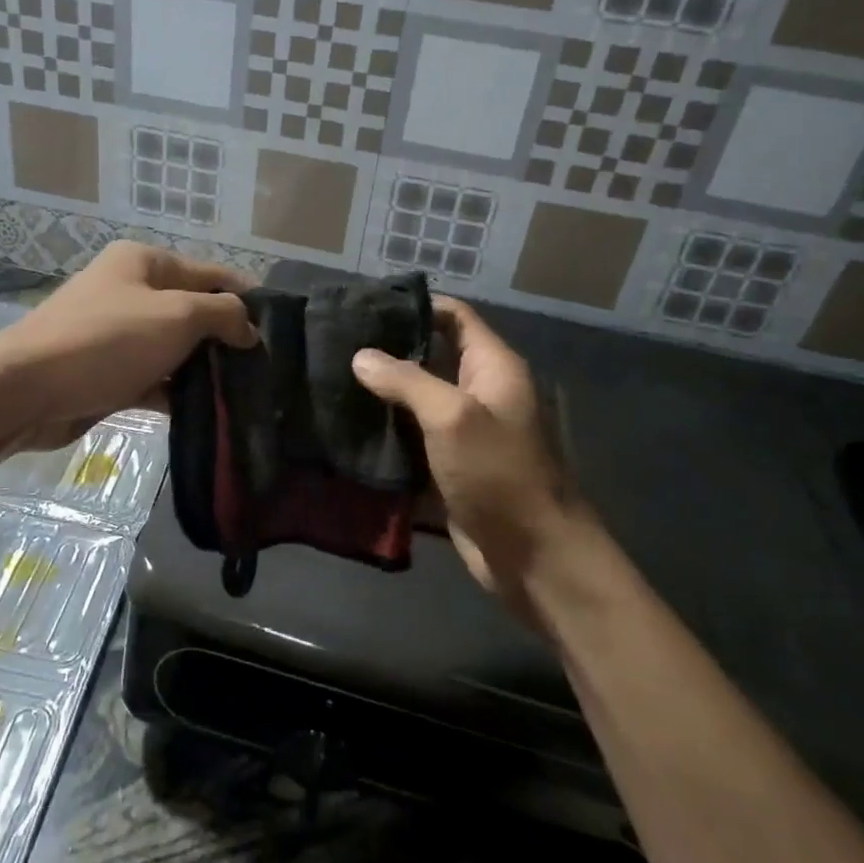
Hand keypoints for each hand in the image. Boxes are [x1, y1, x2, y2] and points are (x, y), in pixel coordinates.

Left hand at [0, 242, 257, 447]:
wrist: (26, 390)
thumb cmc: (108, 340)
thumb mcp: (177, 315)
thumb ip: (222, 314)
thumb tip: (249, 327)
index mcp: (145, 262)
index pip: (211, 273)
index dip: (247, 297)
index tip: (279, 328)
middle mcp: (131, 290)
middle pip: (193, 311)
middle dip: (226, 337)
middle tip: (265, 367)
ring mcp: (117, 333)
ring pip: (174, 348)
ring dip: (203, 368)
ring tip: (244, 392)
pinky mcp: (108, 371)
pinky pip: (154, 377)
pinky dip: (176, 391)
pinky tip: (206, 411)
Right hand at [351, 297, 590, 603]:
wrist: (533, 557)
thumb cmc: (499, 474)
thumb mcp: (453, 417)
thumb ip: (406, 381)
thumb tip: (361, 356)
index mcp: (491, 368)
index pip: (453, 316)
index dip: (415, 305)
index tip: (365, 305)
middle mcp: (478, 392)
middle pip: (430, 356)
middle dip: (387, 351)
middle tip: (335, 345)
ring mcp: (462, 432)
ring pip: (415, 400)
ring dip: (380, 394)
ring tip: (330, 381)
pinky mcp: (447, 466)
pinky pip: (411, 439)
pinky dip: (384, 434)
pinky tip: (344, 428)